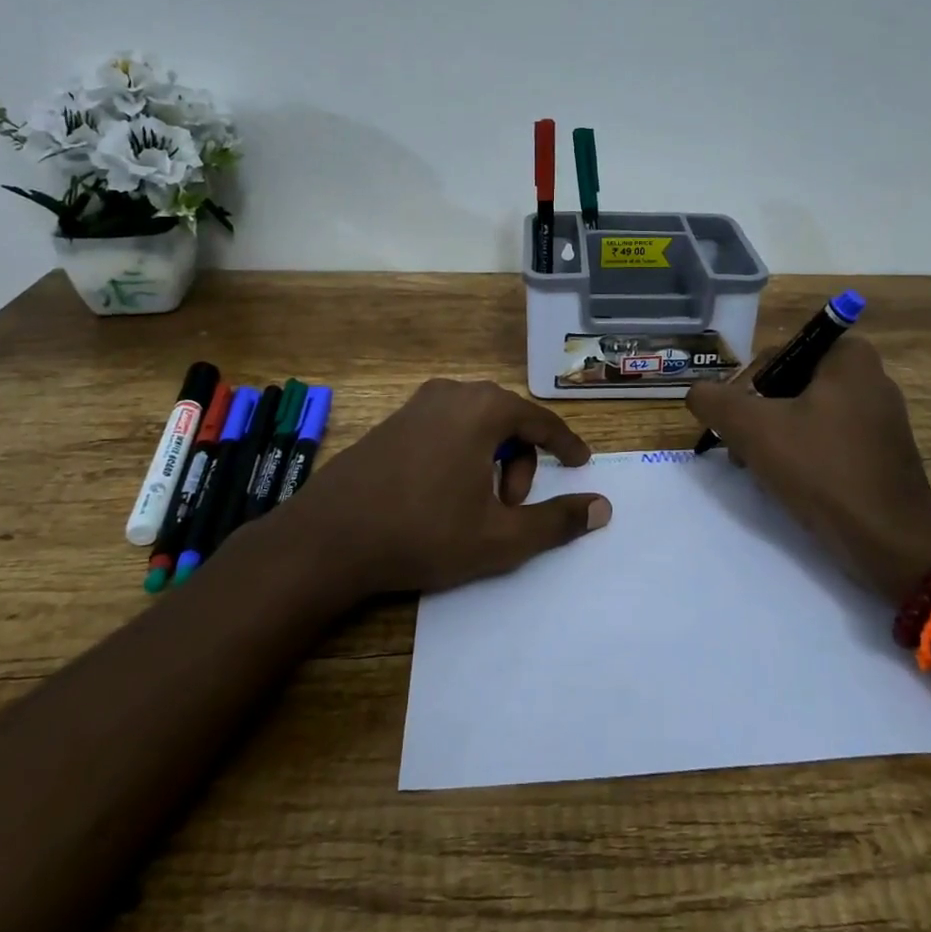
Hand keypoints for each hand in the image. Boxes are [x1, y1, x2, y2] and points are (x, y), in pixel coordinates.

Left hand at [297, 379, 611, 595]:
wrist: (328, 538)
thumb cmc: (423, 533)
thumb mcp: (500, 538)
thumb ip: (557, 521)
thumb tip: (603, 508)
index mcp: (483, 409)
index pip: (541, 420)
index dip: (566, 444)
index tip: (580, 464)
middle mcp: (452, 393)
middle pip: (508, 421)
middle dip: (521, 463)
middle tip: (510, 508)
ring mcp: (417, 404)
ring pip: (476, 424)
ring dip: (491, 461)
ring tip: (477, 506)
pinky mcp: (392, 421)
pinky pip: (446, 428)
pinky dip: (461, 454)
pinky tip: (443, 494)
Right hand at [686, 335, 930, 604]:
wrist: (890, 542)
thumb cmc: (822, 470)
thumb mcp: (753, 428)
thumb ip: (715, 401)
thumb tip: (696, 392)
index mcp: (849, 357)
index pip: (777, 354)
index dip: (746, 386)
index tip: (735, 422)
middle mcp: (870, 379)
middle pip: (790, 385)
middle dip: (758, 415)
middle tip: (739, 447)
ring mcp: (880, 419)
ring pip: (807, 415)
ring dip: (775, 438)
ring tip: (758, 470)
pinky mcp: (882, 454)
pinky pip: (829, 441)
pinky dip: (803, 455)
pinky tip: (788, 483)